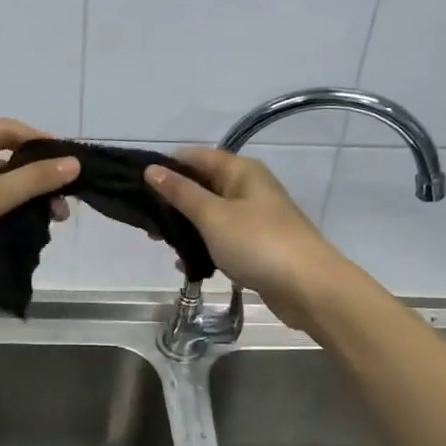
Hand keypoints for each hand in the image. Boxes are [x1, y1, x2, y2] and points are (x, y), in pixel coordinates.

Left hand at [0, 120, 79, 297]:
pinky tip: (23, 233)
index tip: (69, 162)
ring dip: (22, 202)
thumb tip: (75, 163)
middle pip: (3, 161)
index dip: (40, 141)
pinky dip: (4, 217)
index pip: (8, 130)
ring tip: (49, 223)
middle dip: (35, 180)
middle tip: (62, 205)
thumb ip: (34, 179)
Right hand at [144, 149, 351, 332]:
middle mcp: (248, 188)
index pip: (195, 157)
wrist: (309, 288)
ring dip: (186, 228)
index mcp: (241, 171)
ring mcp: (255, 218)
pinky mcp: (257, 245)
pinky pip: (222, 238)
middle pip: (202, 185)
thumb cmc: (258, 243)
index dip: (166, 166)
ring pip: (210, 214)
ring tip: (161, 244)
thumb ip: (180, 193)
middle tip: (145, 222)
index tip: (136, 185)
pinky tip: (187, 265)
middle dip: (173, 202)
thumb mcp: (212, 216)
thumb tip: (152, 169)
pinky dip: (204, 247)